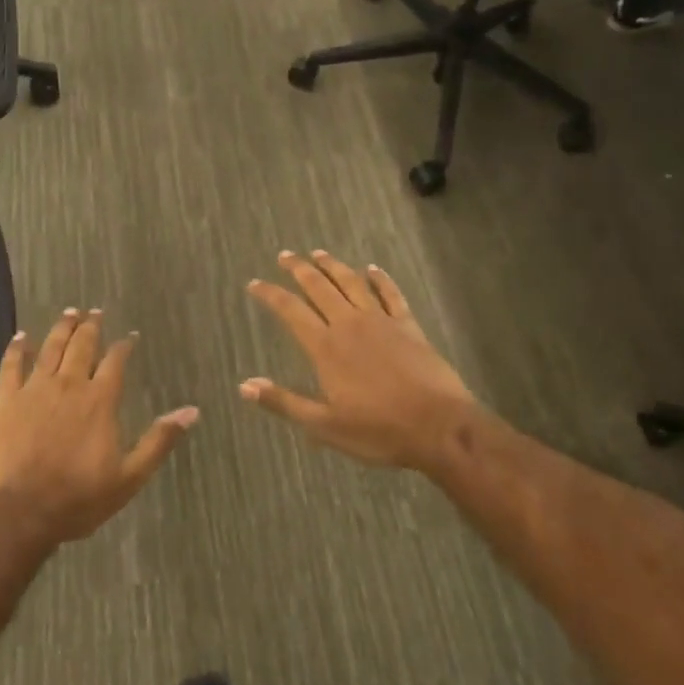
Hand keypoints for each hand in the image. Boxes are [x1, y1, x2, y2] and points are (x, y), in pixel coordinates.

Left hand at [0, 310, 198, 546]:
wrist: (19, 512)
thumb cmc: (78, 499)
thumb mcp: (129, 477)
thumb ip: (158, 441)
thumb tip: (191, 411)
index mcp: (100, 400)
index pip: (116, 362)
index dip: (124, 346)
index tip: (129, 336)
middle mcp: (70, 385)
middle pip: (82, 346)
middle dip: (91, 327)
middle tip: (95, 312)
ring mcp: (35, 390)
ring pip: (51, 348)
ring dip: (61, 328)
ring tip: (69, 313)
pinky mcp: (7, 401)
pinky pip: (11, 366)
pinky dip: (17, 348)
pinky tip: (21, 336)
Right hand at [240, 250, 488, 473]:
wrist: (439, 427)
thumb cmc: (378, 431)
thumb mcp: (324, 425)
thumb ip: (284, 402)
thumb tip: (244, 386)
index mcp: (326, 347)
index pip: (290, 311)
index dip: (270, 295)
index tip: (255, 283)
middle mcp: (350, 324)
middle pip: (319, 287)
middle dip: (299, 269)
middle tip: (285, 255)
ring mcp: (382, 321)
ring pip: (352, 283)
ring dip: (334, 266)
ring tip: (319, 253)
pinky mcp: (408, 325)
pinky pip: (391, 294)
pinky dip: (380, 279)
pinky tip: (373, 269)